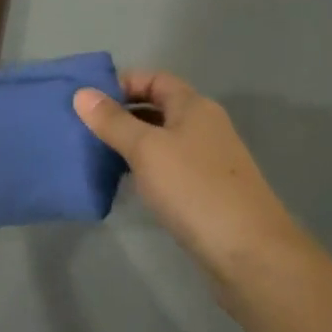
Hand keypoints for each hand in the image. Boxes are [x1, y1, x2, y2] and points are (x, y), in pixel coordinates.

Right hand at [74, 70, 300, 284]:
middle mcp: (204, 126)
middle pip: (158, 107)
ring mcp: (208, 160)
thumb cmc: (194, 189)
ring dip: (131, 143)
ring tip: (94, 154)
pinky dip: (145, 168)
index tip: (88, 100)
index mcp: (194, 106)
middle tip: (83, 128)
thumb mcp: (146, 149)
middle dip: (121, 114)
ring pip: (162, 140)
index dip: (122, 83)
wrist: (248, 252)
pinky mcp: (206, 191)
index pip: (154, 78)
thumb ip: (113, 121)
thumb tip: (82, 93)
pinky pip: (169, 167)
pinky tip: (124, 182)